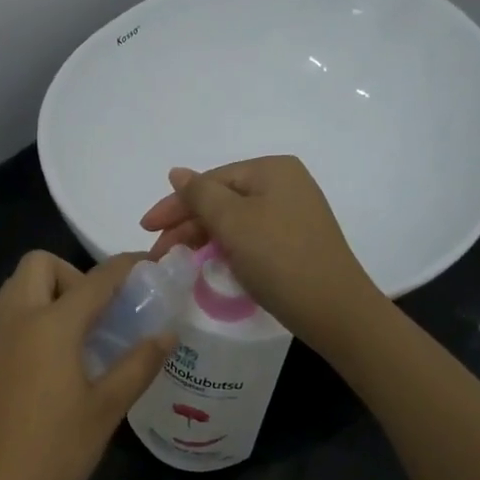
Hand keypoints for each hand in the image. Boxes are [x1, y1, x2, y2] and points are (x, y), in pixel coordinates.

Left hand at [0, 251, 174, 479]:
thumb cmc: (53, 455)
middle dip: (71, 274)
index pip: (95, 279)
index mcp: (49, 326)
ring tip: (76, 342)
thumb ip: (138, 365)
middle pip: (37, 265)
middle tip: (97, 316)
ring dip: (47, 297)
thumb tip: (167, 334)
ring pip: (14, 292)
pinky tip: (45, 373)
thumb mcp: (106, 411)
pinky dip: (28, 324)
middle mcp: (13, 322)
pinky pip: (3, 324)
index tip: (146, 266)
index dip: (125, 267)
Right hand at [139, 155, 384, 350]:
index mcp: (272, 170)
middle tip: (160, 252)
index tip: (146, 229)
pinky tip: (212, 263)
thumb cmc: (278, 258)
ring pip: (235, 220)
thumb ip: (200, 194)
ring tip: (179, 260)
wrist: (333, 308)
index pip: (210, 181)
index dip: (175, 205)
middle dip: (188, 224)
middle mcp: (286, 185)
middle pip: (222, 199)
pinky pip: (251, 237)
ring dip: (204, 238)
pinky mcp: (296, 242)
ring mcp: (293, 214)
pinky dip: (227, 248)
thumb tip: (177, 173)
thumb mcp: (233, 222)